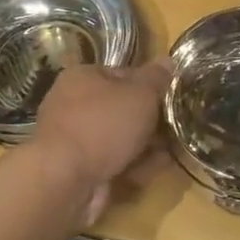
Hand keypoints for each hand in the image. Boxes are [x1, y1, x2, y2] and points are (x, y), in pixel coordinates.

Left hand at [31, 60, 173, 223]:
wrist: (65, 179)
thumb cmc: (103, 125)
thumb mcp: (140, 94)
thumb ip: (156, 78)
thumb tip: (167, 60)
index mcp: (82, 77)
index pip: (123, 74)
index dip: (150, 86)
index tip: (171, 100)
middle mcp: (72, 105)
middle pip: (121, 109)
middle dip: (150, 122)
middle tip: (174, 129)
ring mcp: (73, 139)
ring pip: (118, 139)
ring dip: (144, 147)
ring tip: (169, 154)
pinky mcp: (76, 169)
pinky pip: (111, 163)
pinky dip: (131, 167)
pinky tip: (151, 172)